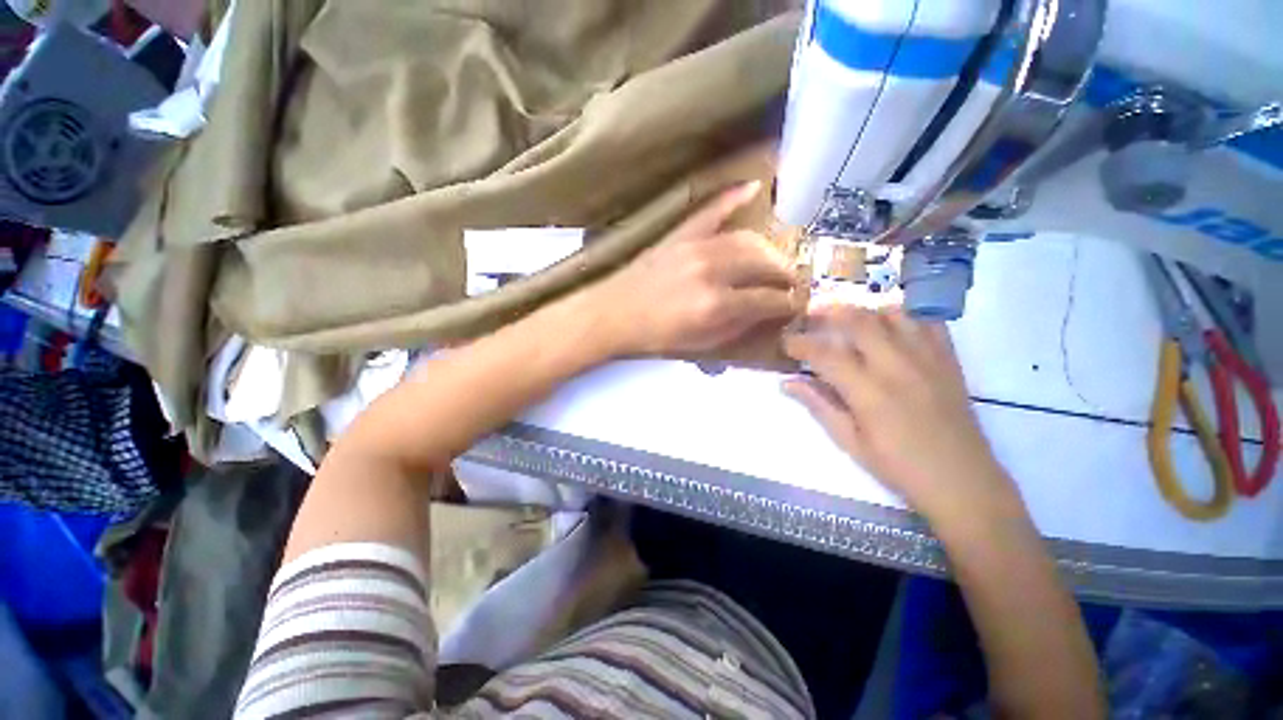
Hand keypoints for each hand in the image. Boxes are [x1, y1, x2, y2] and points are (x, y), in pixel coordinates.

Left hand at [589, 182, 803, 355]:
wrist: (615, 313)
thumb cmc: (657, 336)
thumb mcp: (701, 344)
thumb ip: (738, 327)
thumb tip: (767, 312)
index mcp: (716, 306)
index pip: (768, 299)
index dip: (788, 303)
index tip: (797, 304)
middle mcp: (712, 271)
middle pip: (765, 263)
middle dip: (785, 274)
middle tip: (790, 283)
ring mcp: (695, 247)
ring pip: (748, 239)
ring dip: (770, 250)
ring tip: (776, 261)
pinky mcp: (681, 233)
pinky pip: (712, 209)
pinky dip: (733, 197)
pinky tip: (754, 188)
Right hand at [781, 305, 1020, 525]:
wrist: (963, 481)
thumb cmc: (899, 467)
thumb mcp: (850, 442)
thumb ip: (819, 406)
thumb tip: (787, 383)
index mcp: (869, 392)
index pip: (825, 354)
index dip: (800, 343)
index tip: (785, 342)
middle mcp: (897, 367)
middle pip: (858, 320)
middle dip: (828, 311)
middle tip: (810, 316)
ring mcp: (927, 359)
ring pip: (892, 313)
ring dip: (863, 310)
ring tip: (846, 318)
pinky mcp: (948, 360)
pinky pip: (927, 322)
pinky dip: (904, 316)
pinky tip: (889, 325)